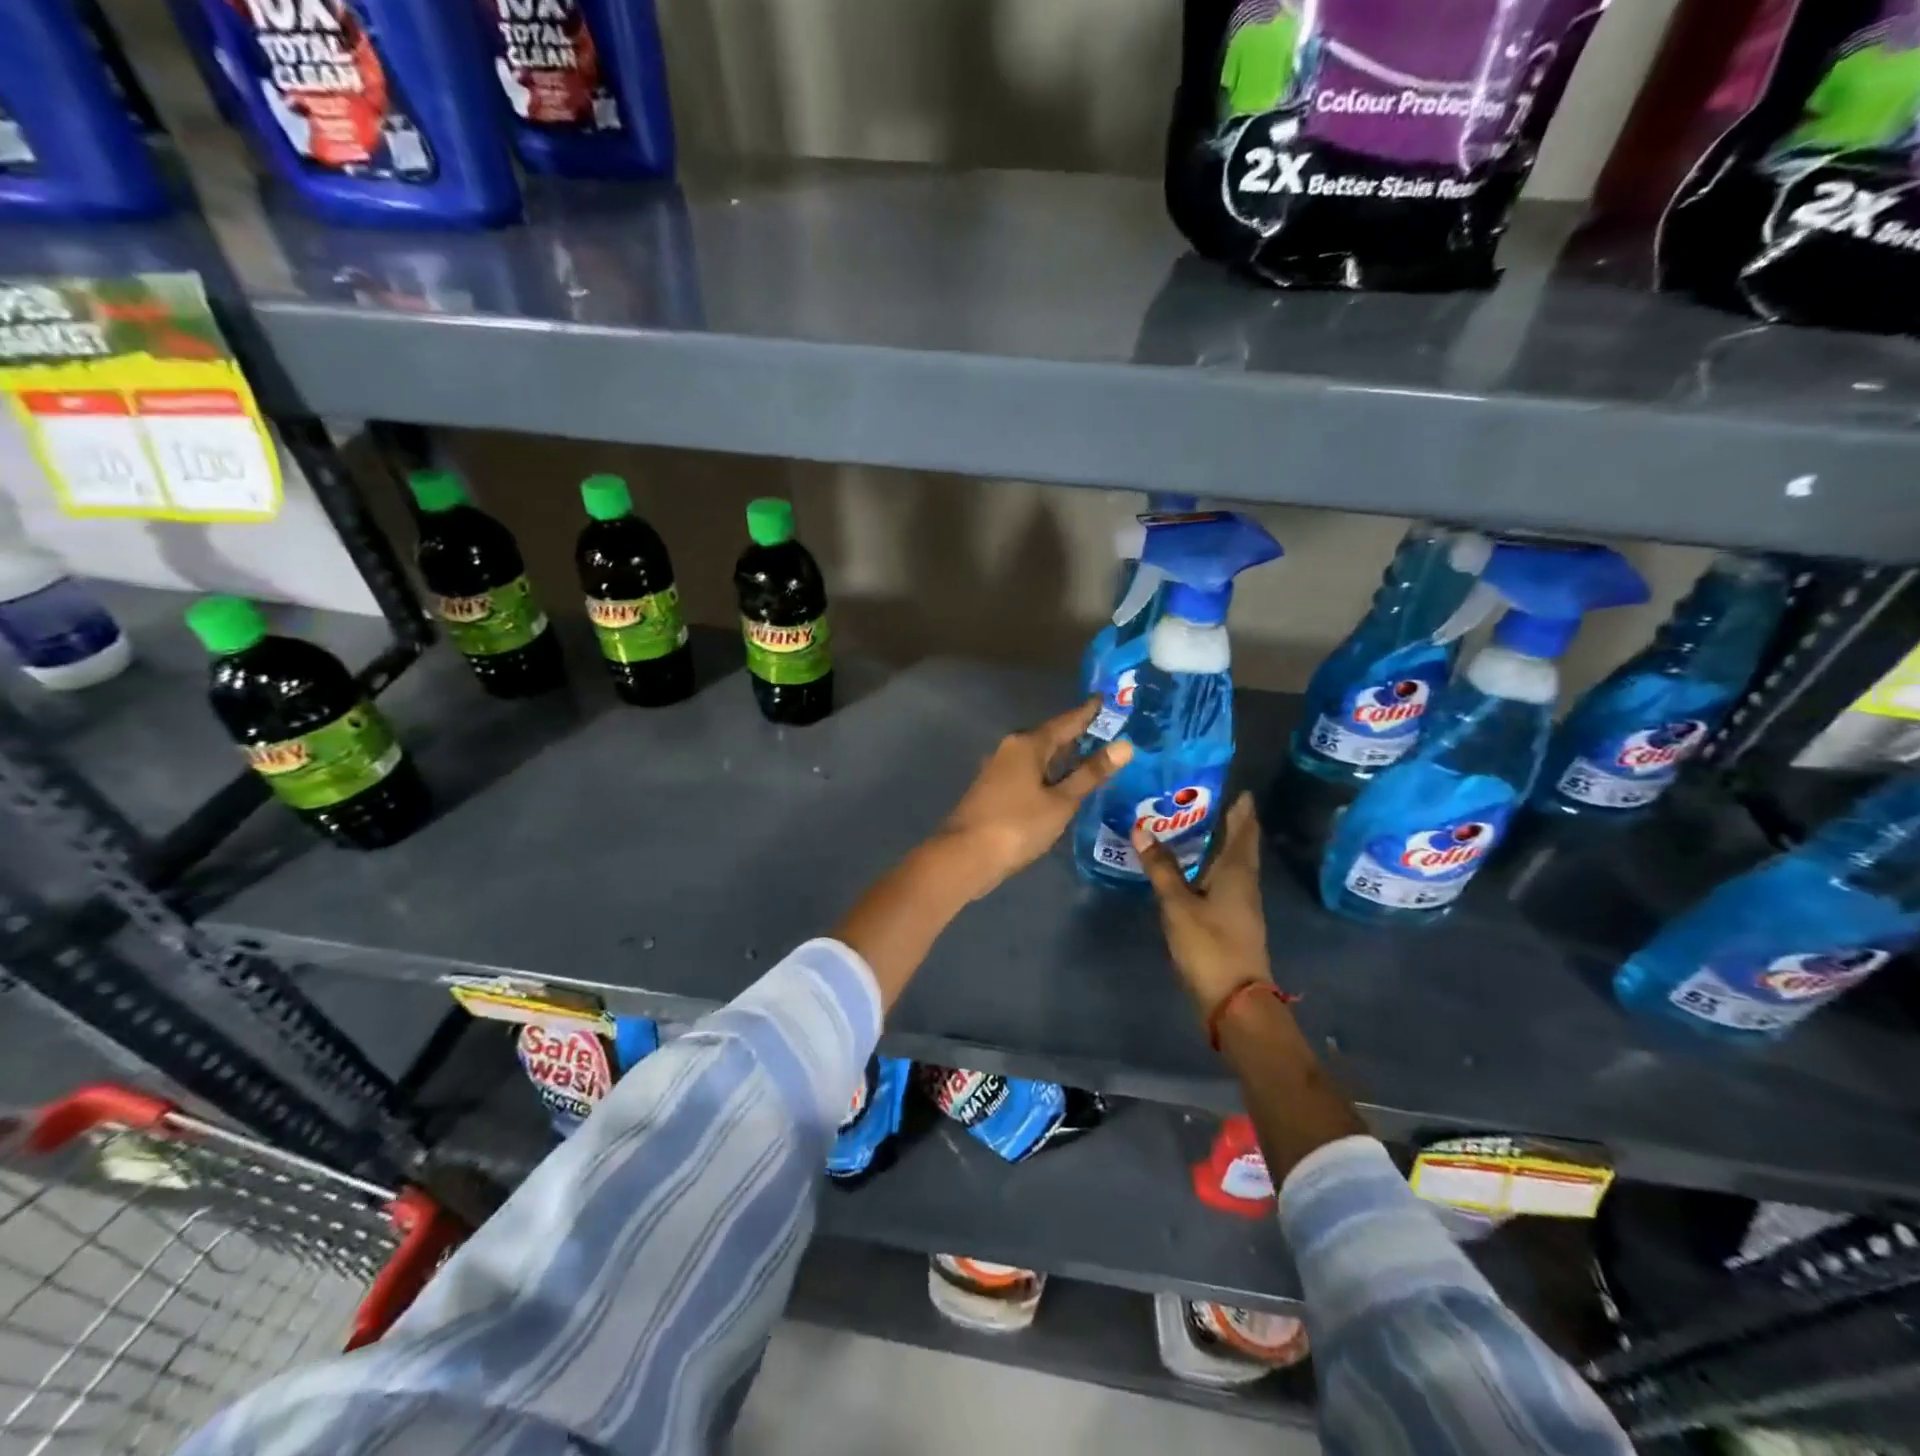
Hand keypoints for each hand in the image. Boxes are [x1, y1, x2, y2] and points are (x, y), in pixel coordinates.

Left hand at [937, 699, 1132, 899]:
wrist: (965, 856)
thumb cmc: (1017, 825)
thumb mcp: (1061, 802)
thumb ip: (1090, 774)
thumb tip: (1124, 745)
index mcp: (1028, 744)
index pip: (1066, 721)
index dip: (1088, 712)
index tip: (1106, 699)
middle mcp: (1011, 749)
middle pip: (1051, 737)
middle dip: (1078, 735)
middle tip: (1110, 731)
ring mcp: (999, 769)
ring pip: (1039, 757)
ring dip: (1064, 757)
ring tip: (1094, 757)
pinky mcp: (994, 790)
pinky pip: (1030, 773)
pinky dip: (1050, 774)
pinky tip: (1064, 785)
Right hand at [1134, 792, 1272, 1019]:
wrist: (1235, 1000)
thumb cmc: (1209, 946)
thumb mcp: (1178, 905)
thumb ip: (1161, 868)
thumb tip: (1141, 829)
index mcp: (1237, 871)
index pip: (1244, 829)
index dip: (1241, 807)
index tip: (1232, 785)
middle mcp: (1244, 882)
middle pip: (1239, 844)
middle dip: (1225, 821)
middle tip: (1196, 798)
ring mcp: (1241, 903)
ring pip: (1230, 863)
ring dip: (1215, 843)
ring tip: (1188, 825)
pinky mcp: (1232, 920)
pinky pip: (1222, 880)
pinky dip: (1208, 865)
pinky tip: (1189, 866)